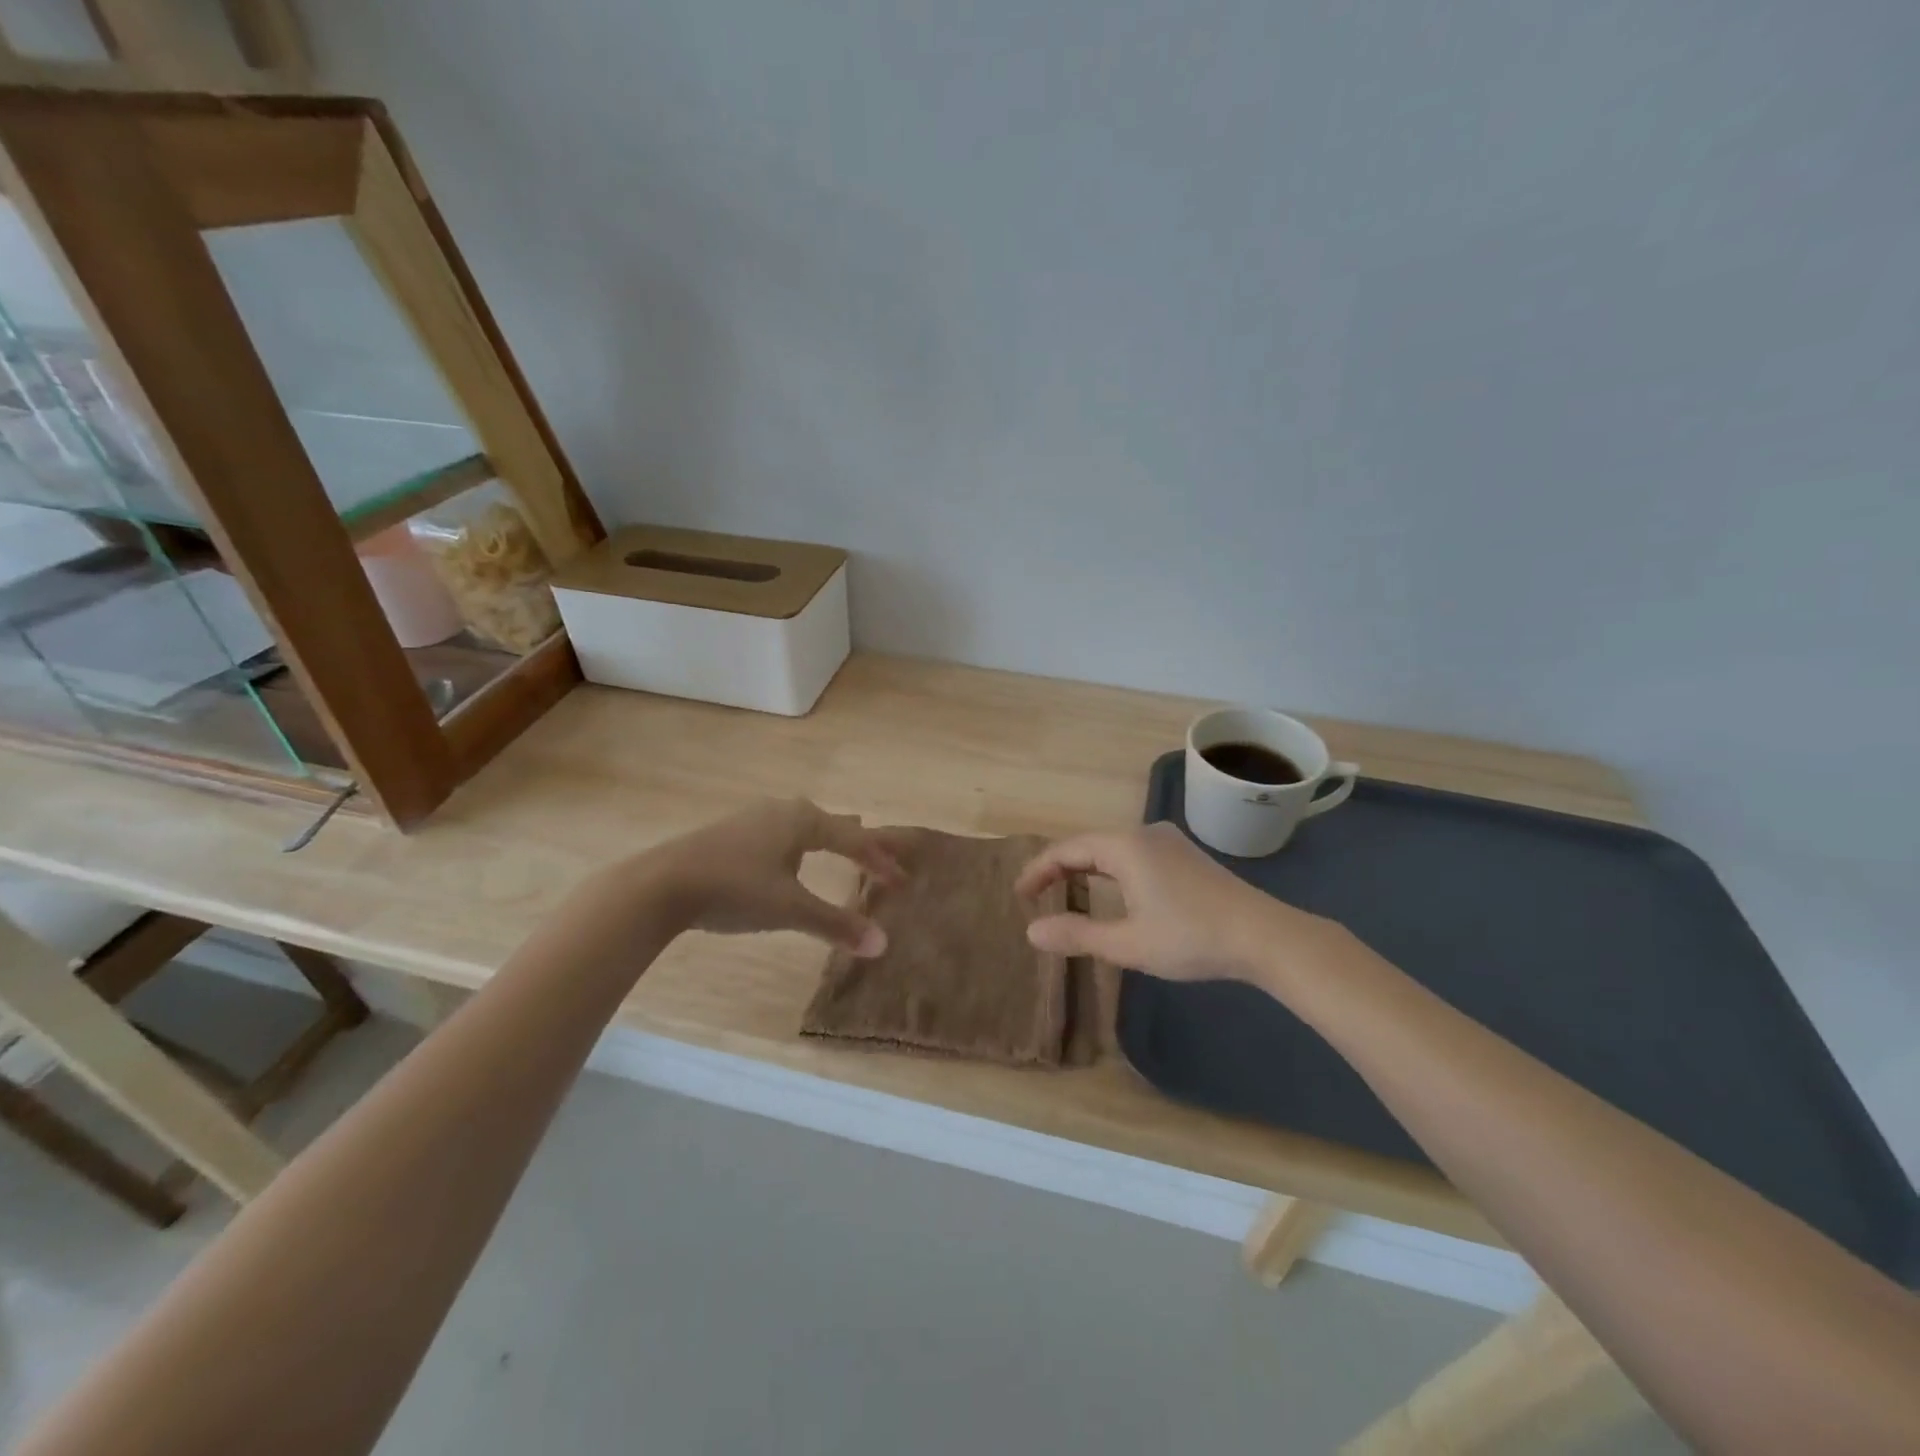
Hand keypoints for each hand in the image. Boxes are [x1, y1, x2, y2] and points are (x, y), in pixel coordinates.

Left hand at [642, 798, 911, 956]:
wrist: (661, 884)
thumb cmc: (735, 889)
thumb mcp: (790, 909)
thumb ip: (836, 925)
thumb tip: (883, 944)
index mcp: (803, 820)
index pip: (854, 840)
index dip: (880, 861)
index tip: (901, 881)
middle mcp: (782, 811)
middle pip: (830, 824)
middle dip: (856, 842)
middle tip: (877, 855)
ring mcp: (753, 819)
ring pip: (802, 826)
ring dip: (826, 839)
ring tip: (840, 846)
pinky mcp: (730, 833)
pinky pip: (780, 834)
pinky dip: (799, 845)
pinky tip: (787, 857)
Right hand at [1014, 822, 1346, 984]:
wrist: (1265, 936)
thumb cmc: (1191, 938)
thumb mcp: (1128, 944)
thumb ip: (1077, 935)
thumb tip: (1031, 932)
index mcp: (1125, 847)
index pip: (1066, 850)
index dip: (1038, 870)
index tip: (1018, 895)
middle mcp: (1144, 834)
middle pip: (1088, 845)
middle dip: (1059, 869)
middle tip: (1035, 895)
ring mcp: (1168, 842)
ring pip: (1111, 849)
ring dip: (1085, 870)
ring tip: (1066, 893)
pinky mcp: (1185, 856)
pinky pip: (1132, 854)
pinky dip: (1110, 871)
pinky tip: (1112, 892)